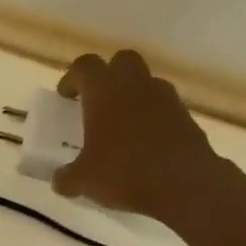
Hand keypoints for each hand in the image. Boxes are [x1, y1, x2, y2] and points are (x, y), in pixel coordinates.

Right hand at [52, 49, 233, 223]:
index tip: (65, 96)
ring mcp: (165, 98)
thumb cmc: (124, 172)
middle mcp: (135, 85)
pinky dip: (152, 117)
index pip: (84, 66)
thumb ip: (67, 178)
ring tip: (122, 125)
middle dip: (108, 75)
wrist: (184, 184)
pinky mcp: (186, 117)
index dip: (72, 78)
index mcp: (104, 91)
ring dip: (133, 96)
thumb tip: (59, 181)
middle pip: (121, 61)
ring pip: (146, 82)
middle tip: (97, 101)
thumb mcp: (84, 181)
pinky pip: (164, 107)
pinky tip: (145, 143)